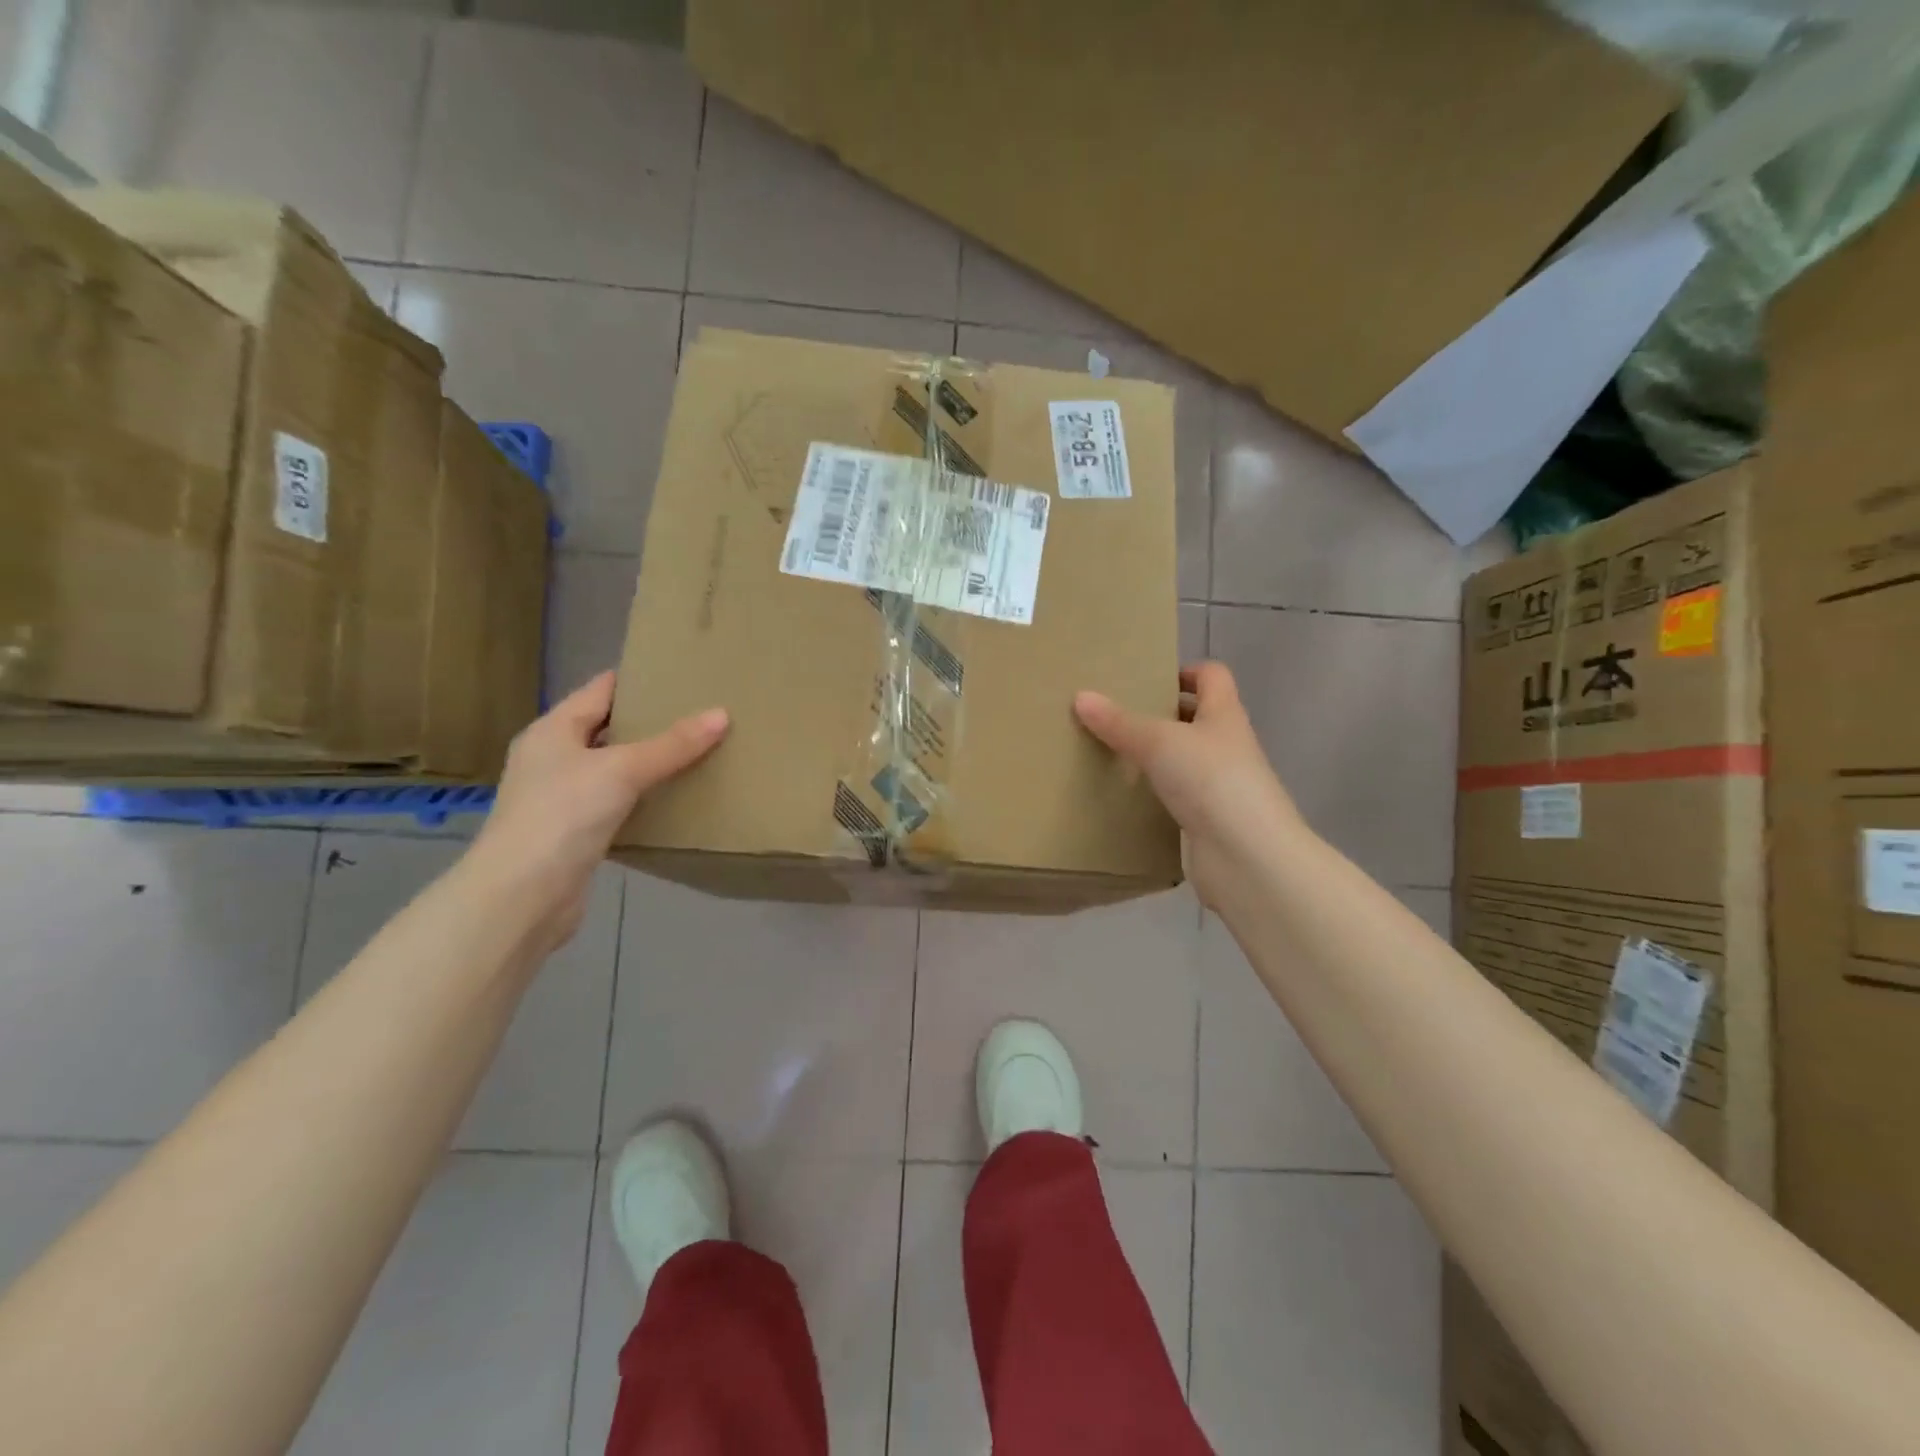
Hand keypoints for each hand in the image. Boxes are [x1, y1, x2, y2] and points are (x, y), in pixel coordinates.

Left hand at [467, 672, 728, 950]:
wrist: (522, 897)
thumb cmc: (563, 815)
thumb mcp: (622, 770)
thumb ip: (672, 744)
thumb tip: (721, 714)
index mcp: (553, 730)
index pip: (601, 690)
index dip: (639, 680)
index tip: (683, 675)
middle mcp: (553, 758)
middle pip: (609, 729)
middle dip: (652, 722)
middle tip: (702, 714)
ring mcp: (561, 798)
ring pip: (615, 769)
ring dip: (650, 763)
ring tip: (699, 752)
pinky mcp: (575, 833)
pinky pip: (617, 804)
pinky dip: (644, 799)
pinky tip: (677, 800)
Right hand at [1074, 662, 1299, 906]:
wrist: (1248, 857)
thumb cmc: (1211, 781)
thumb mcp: (1159, 742)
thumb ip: (1119, 722)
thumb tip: (1080, 696)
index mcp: (1224, 714)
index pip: (1212, 676)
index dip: (1184, 672)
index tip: (1147, 679)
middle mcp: (1226, 745)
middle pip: (1195, 718)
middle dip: (1159, 715)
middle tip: (1115, 715)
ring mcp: (1219, 785)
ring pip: (1183, 760)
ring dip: (1154, 757)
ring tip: (1109, 753)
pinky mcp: (1207, 820)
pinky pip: (1176, 797)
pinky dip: (1154, 794)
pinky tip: (1123, 796)